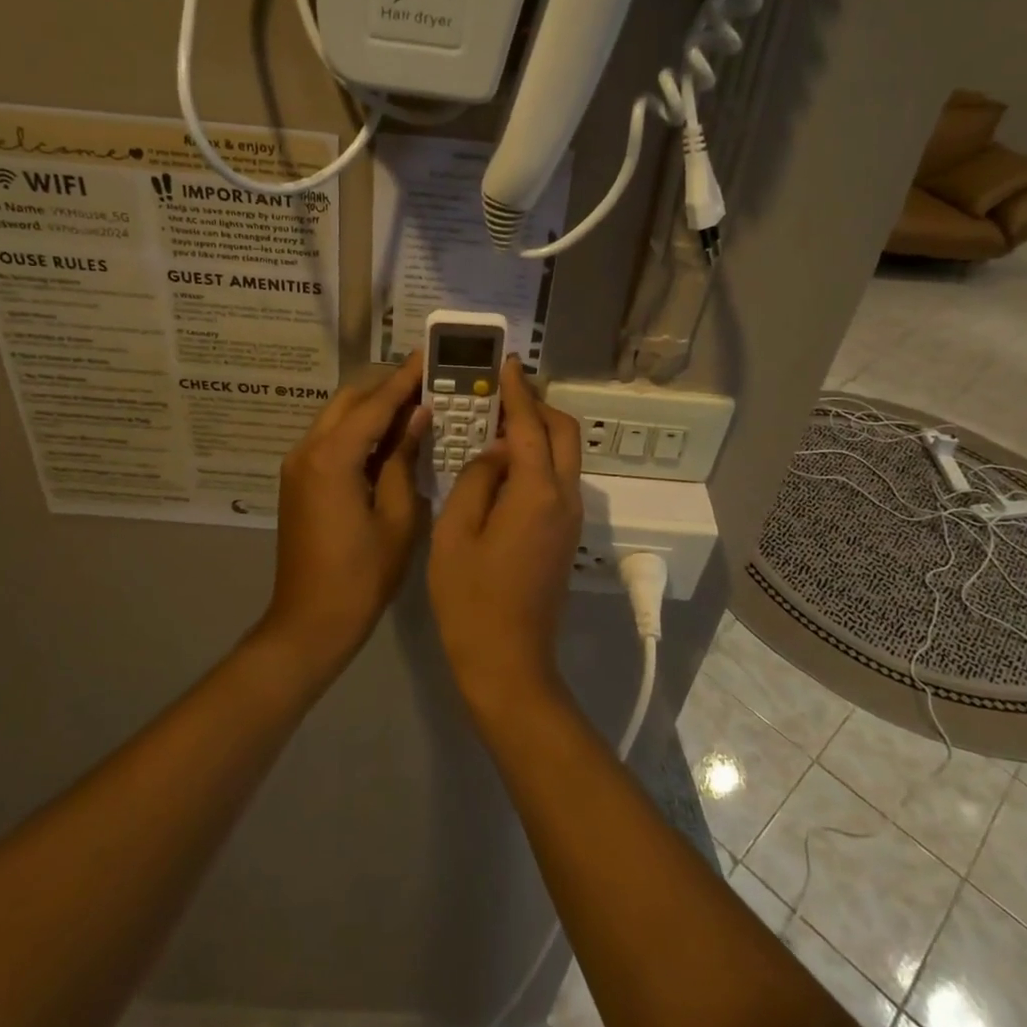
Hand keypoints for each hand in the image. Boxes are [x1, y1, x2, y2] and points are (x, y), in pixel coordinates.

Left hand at [260, 354, 429, 675]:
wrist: (310, 622)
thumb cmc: (362, 576)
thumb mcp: (397, 517)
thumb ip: (404, 459)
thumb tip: (418, 416)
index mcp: (332, 458)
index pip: (375, 404)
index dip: (405, 378)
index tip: (429, 355)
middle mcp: (307, 451)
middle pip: (349, 401)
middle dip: (386, 387)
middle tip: (427, 381)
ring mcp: (297, 466)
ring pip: (337, 418)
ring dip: (371, 408)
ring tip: (413, 403)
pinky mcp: (298, 482)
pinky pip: (330, 440)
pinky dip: (358, 431)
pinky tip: (388, 438)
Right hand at [429, 358, 582, 714]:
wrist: (508, 662)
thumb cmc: (470, 598)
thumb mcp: (455, 531)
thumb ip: (477, 479)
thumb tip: (496, 453)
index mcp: (537, 492)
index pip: (531, 425)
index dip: (518, 392)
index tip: (507, 365)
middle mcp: (565, 498)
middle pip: (564, 433)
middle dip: (538, 407)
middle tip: (502, 395)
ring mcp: (571, 518)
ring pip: (565, 457)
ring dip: (539, 433)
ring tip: (498, 424)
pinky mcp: (565, 536)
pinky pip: (558, 481)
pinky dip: (538, 460)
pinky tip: (505, 466)